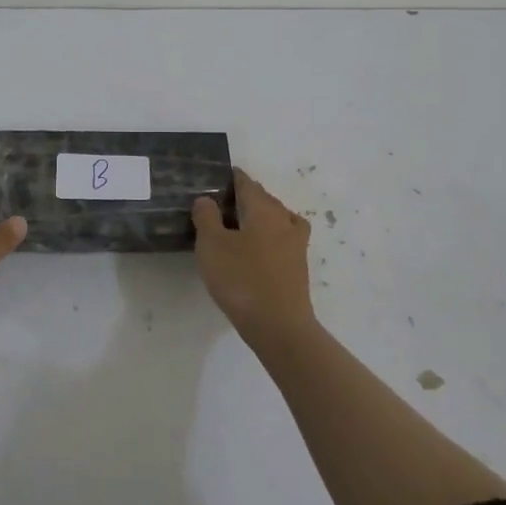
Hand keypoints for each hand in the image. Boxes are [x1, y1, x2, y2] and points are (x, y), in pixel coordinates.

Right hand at [192, 167, 314, 344]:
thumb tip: (206, 198)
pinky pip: (282, 240)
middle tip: (220, 203)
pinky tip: (257, 250)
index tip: (217, 177)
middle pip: (264, 199)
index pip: (247, 184)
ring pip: (277, 219)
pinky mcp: (298, 267)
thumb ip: (206, 217)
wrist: (279, 327)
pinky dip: (270, 237)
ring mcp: (296, 245)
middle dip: (245, 197)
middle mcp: (284, 220)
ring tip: (238, 226)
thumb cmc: (242, 279)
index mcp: (264, 209)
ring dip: (259, 217)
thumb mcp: (212, 245)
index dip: (232, 178)